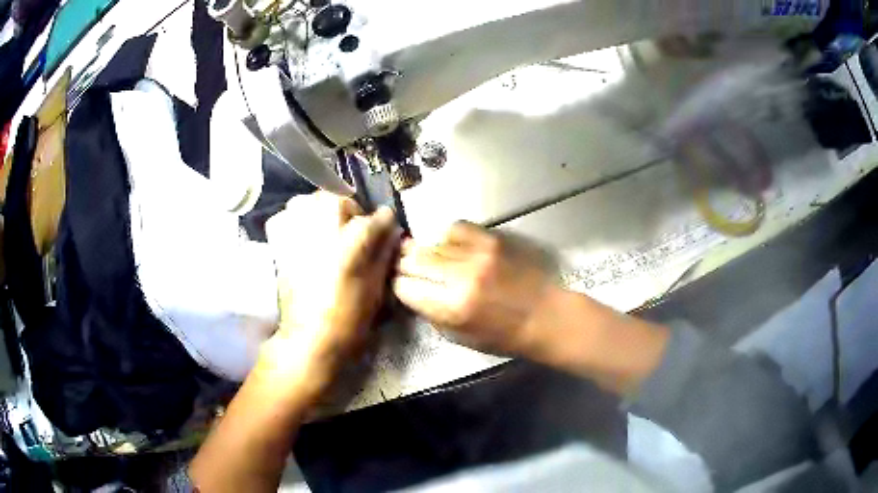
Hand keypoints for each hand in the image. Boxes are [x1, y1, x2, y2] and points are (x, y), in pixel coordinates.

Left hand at [264, 192, 398, 396]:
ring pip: (311, 201)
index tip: (384, 234)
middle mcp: (324, 223)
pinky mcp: (279, 241)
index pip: (379, 216)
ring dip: (322, 212)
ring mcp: (298, 229)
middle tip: (352, 237)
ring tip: (326, 235)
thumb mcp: (377, 287)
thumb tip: (390, 233)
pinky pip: (287, 216)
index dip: (384, 226)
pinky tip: (303, 238)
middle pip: (341, 199)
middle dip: (350, 214)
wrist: (309, 338)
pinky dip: (295, 220)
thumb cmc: (350, 319)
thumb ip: (384, 253)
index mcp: (355, 238)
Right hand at [393, 221, 557, 355]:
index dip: (400, 285)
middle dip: (406, 266)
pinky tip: (453, 248)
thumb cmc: (502, 336)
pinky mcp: (491, 239)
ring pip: (431, 243)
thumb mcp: (459, 337)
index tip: (404, 286)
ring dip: (427, 252)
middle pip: (413, 260)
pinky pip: (455, 228)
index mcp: (450, 307)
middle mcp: (459, 277)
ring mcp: (476, 254)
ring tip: (433, 260)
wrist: (544, 316)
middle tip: (409, 270)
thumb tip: (411, 290)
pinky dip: (449, 238)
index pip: (403, 286)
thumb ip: (430, 312)